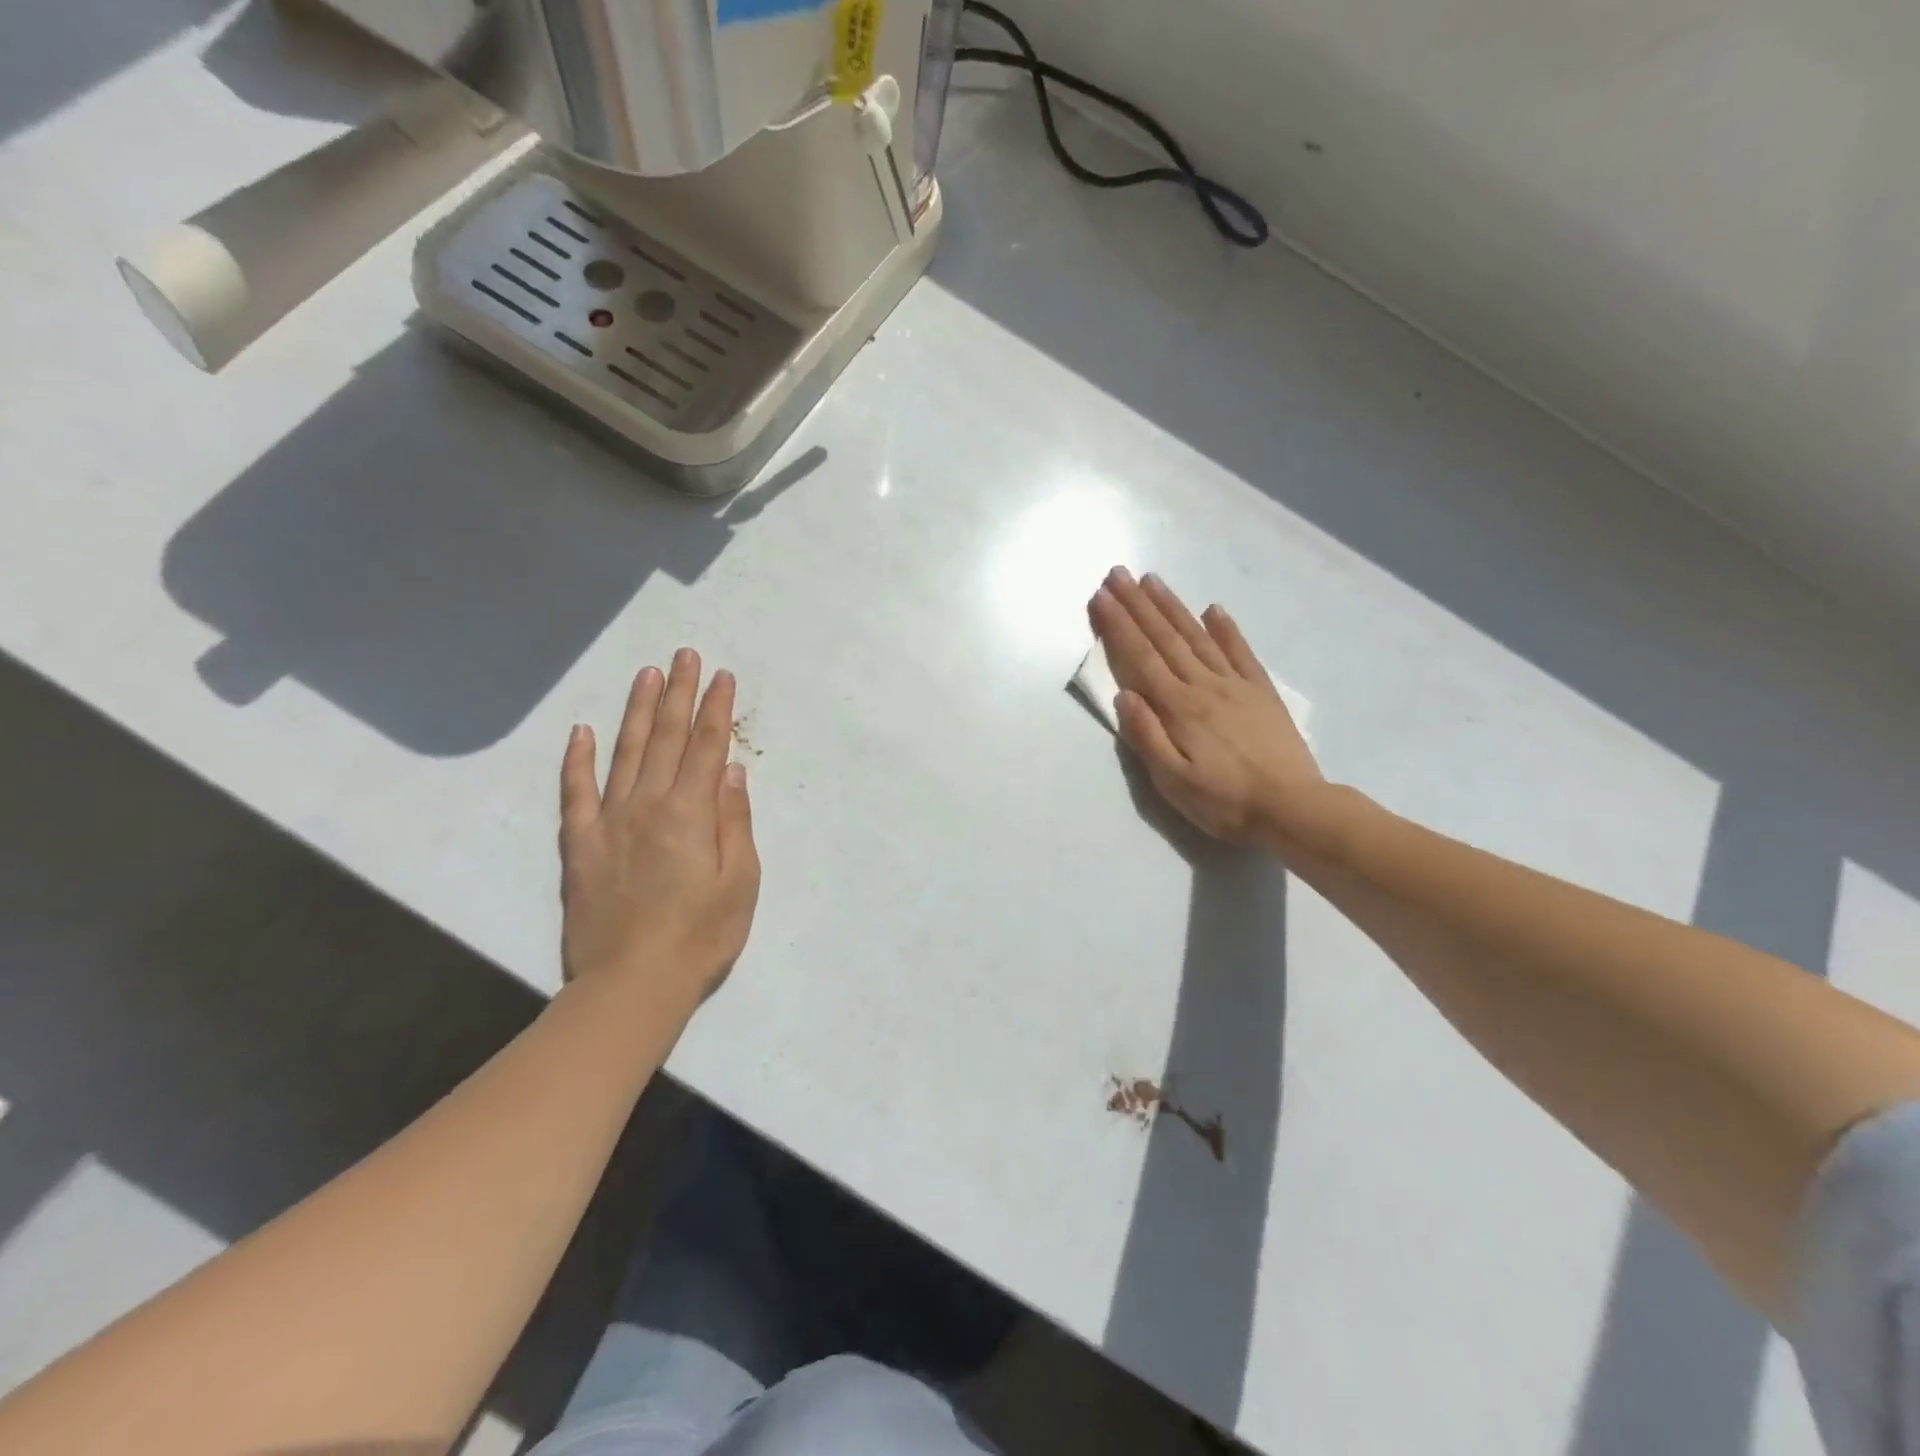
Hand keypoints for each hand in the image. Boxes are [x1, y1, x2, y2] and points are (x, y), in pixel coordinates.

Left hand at [559, 649, 760, 1015]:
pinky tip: (582, 731)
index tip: (723, 676)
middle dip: (679, 694)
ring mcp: (609, 822)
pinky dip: (577, 760)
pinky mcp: (580, 845)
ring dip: (638, 712)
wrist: (632, 984)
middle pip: (667, 739)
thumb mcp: (740, 882)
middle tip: (685, 656)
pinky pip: (576, 793)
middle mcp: (648, 805)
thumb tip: (730, 771)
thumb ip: (735, 822)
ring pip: (625, 753)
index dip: (716, 709)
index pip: (708, 747)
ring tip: (647, 676)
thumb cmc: (701, 936)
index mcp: (691, 813)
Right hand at [1089, 568, 1325, 849]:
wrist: (1292, 809)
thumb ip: (1146, 736)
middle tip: (1117, 574)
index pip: (1140, 658)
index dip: (1118, 626)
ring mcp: (1235, 684)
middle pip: (1165, 638)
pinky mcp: (1261, 692)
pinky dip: (1226, 628)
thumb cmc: (1224, 802)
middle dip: (1137, 605)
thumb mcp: (1172, 781)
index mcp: (1179, 708)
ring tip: (1151, 580)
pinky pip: (1240, 651)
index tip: (1100, 598)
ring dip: (1172, 607)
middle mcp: (1204, 685)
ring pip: (1197, 636)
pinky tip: (1214, 609)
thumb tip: (1124, 694)